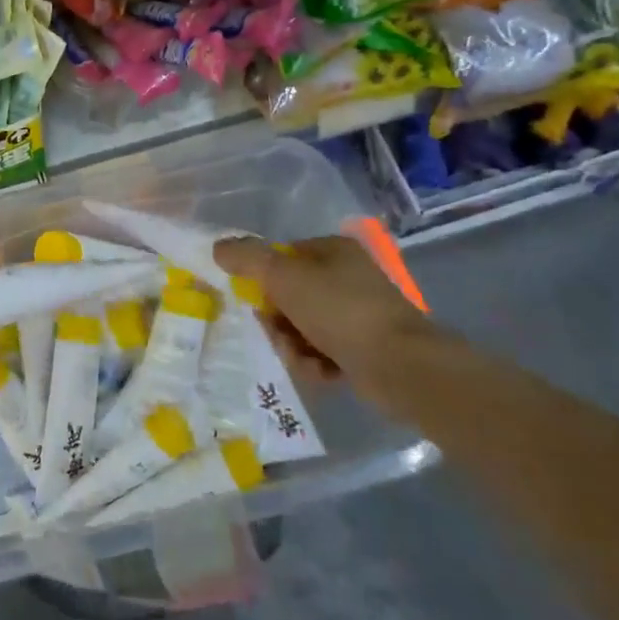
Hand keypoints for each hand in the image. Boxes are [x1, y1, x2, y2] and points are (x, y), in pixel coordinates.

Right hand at [214, 234, 436, 400]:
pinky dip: (315, 363)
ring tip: (299, 358)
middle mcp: (348, 276)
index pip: (283, 256)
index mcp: (334, 250)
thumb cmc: (339, 310)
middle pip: (290, 294)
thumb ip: (246, 258)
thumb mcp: (282, 276)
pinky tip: (320, 372)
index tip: (254, 300)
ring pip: (303, 326)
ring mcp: (359, 313)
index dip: (263, 277)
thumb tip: (218, 247)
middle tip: (275, 334)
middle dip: (277, 320)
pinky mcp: (366, 348)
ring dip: (292, 345)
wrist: (400, 366)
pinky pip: (324, 351)